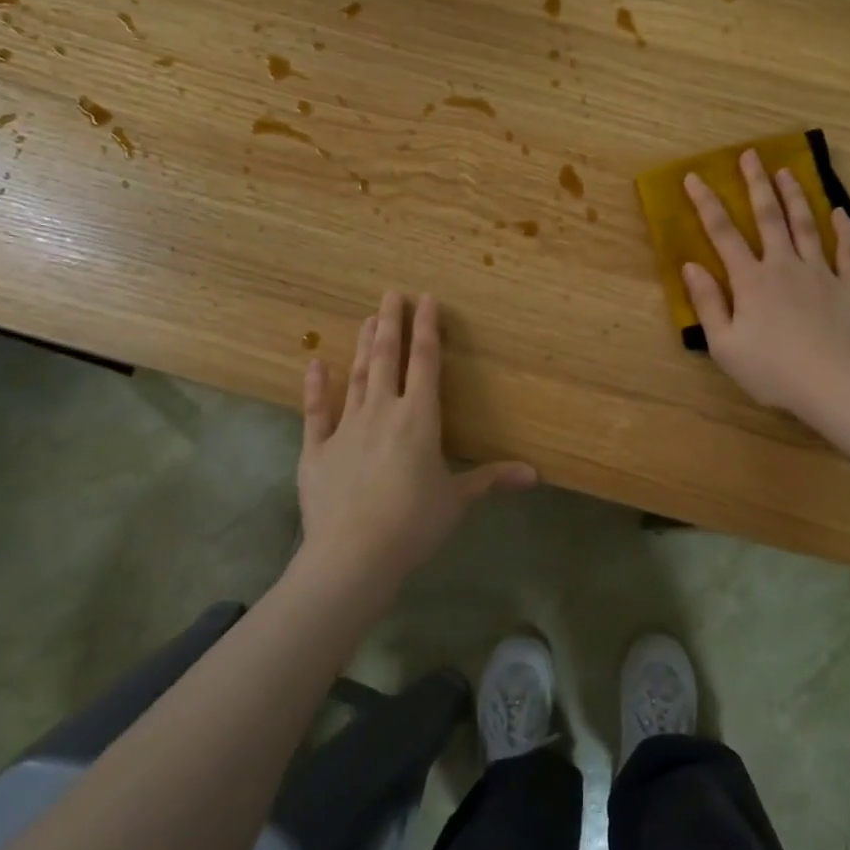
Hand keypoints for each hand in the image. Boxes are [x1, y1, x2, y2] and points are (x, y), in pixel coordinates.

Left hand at [297, 290, 536, 599]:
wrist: (353, 555)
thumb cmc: (414, 524)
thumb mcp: (457, 500)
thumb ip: (491, 479)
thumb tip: (534, 474)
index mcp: (420, 418)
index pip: (426, 362)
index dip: (427, 328)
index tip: (425, 299)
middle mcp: (383, 412)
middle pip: (387, 358)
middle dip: (390, 323)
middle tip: (390, 293)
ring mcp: (346, 428)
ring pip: (357, 376)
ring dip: (362, 346)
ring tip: (366, 318)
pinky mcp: (316, 450)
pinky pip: (315, 412)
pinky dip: (315, 387)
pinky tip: (314, 363)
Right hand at [682, 150, 849, 422]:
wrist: (835, 385)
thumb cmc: (772, 371)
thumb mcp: (725, 345)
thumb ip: (708, 303)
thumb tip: (691, 266)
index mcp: (751, 280)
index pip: (723, 234)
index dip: (706, 204)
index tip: (695, 177)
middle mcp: (784, 266)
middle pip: (768, 217)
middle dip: (757, 183)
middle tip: (751, 155)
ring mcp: (821, 272)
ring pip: (806, 225)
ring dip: (794, 196)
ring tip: (787, 171)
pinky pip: (848, 250)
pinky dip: (844, 228)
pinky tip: (839, 212)